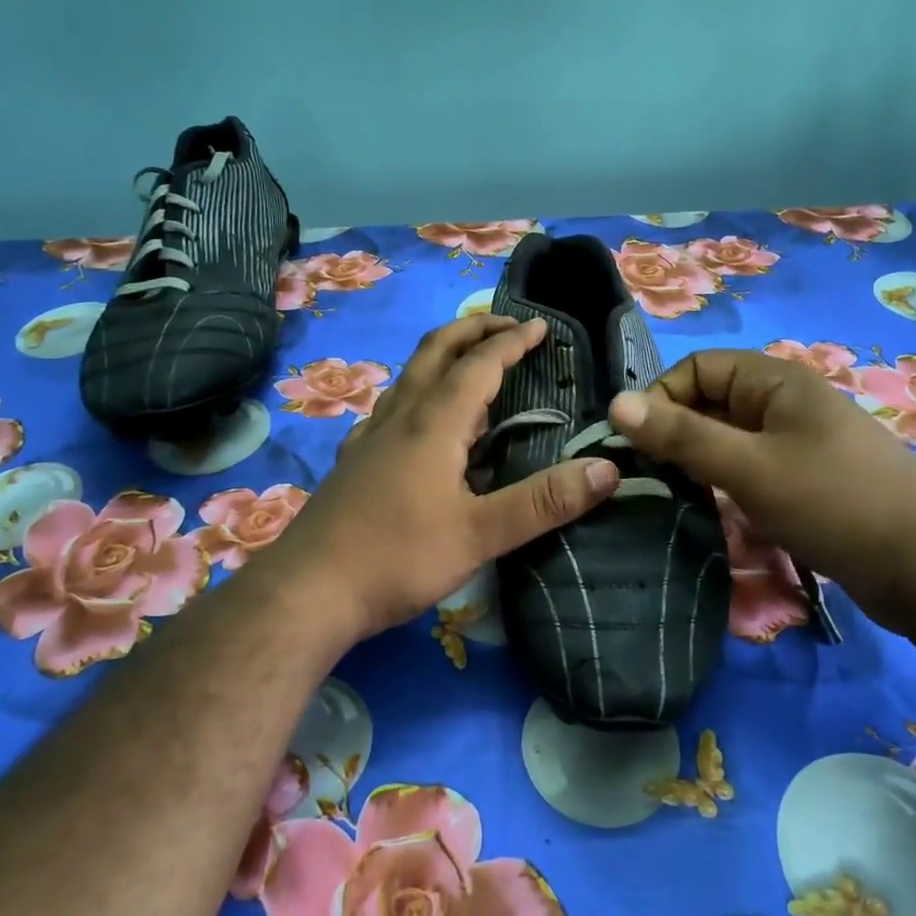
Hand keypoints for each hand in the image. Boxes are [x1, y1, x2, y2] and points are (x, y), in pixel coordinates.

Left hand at [254, 315, 620, 646]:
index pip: (479, 364)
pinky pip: (392, 408)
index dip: (512, 341)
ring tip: (470, 365)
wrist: (308, 592)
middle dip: (472, 329)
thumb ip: (544, 502)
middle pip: (435, 352)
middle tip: (505, 323)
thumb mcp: (480, 535)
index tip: (541, 326)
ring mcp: (370, 437)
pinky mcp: (354, 462)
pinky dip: (418, 393)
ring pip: (410, 377)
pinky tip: (419, 422)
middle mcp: (400, 417)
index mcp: (434, 423)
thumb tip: (606, 469)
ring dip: (443, 357)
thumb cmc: (397, 558)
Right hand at [608, 349, 915, 619]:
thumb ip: (681, 435)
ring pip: (729, 440)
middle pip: (712, 402)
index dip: (662, 398)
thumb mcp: (749, 467)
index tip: (639, 445)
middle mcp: (787, 403)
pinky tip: (713, 514)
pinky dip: (726, 485)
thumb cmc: (835, 503)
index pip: (698, 367)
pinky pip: (751, 469)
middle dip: (676, 434)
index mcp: (777, 382)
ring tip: (673, 498)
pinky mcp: (808, 481)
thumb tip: (615, 403)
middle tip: (648, 478)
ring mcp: (800, 443)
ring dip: (698, 463)